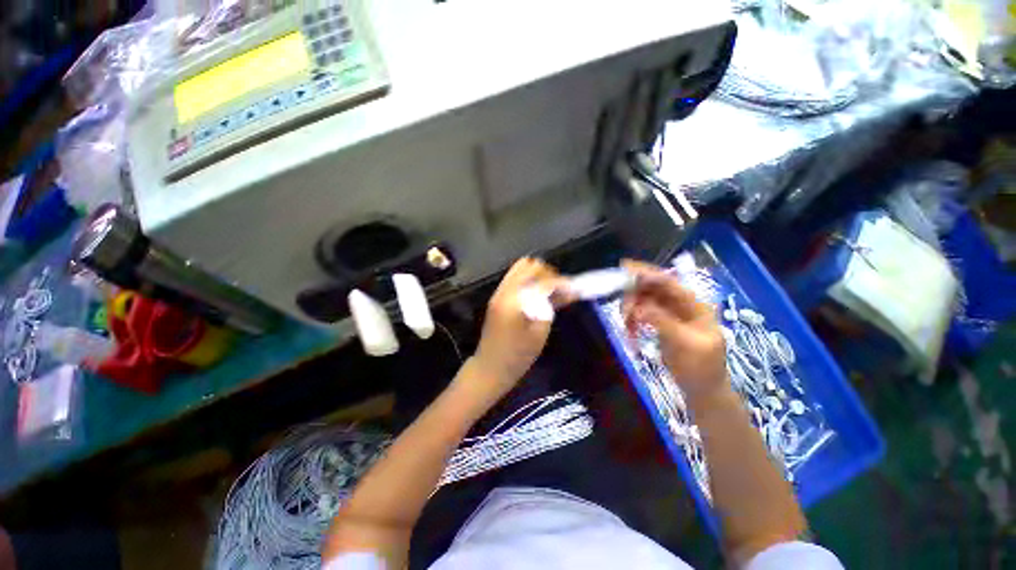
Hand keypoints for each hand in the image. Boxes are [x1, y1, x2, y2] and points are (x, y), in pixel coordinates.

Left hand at [470, 258, 569, 398]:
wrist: (489, 368)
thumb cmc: (517, 356)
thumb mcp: (539, 333)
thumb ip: (551, 307)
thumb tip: (567, 291)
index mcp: (514, 300)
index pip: (542, 281)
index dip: (561, 283)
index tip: (575, 290)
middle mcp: (504, 290)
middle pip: (529, 265)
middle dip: (548, 274)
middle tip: (560, 290)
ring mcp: (498, 292)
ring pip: (520, 268)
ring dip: (538, 275)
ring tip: (550, 291)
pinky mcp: (497, 297)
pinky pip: (515, 278)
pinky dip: (529, 281)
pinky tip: (538, 294)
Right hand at [621, 260, 728, 407]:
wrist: (703, 390)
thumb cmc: (701, 368)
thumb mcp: (685, 344)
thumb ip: (662, 322)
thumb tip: (638, 307)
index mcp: (694, 305)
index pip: (669, 283)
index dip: (647, 273)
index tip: (624, 268)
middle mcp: (681, 304)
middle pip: (652, 288)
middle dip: (634, 295)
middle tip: (623, 311)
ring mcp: (669, 313)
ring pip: (643, 299)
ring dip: (631, 309)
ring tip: (627, 326)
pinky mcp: (659, 322)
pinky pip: (640, 313)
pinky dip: (632, 319)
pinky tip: (630, 332)